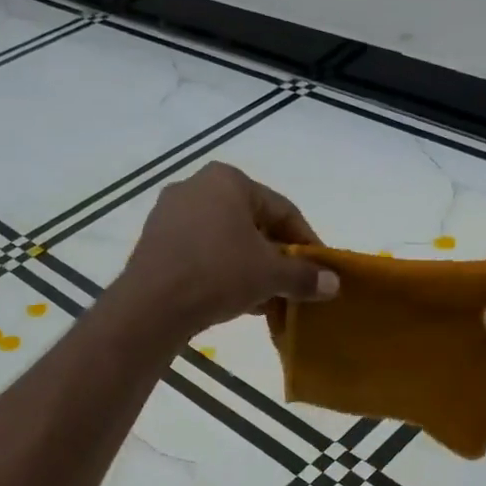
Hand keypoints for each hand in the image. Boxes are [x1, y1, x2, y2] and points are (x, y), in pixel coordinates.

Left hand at [116, 163, 337, 338]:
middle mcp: (195, 187)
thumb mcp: (270, 275)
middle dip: (275, 256)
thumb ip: (304, 276)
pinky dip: (222, 272)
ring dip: (250, 268)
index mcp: (227, 180)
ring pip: (225, 241)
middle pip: (252, 223)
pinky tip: (235, 301)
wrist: (152, 306)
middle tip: (293, 285)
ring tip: (267, 299)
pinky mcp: (154, 243)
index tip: (320, 270)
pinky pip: (200, 254)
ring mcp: (170, 214)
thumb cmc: (218, 274)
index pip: (282, 209)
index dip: (306, 242)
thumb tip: (333, 284)